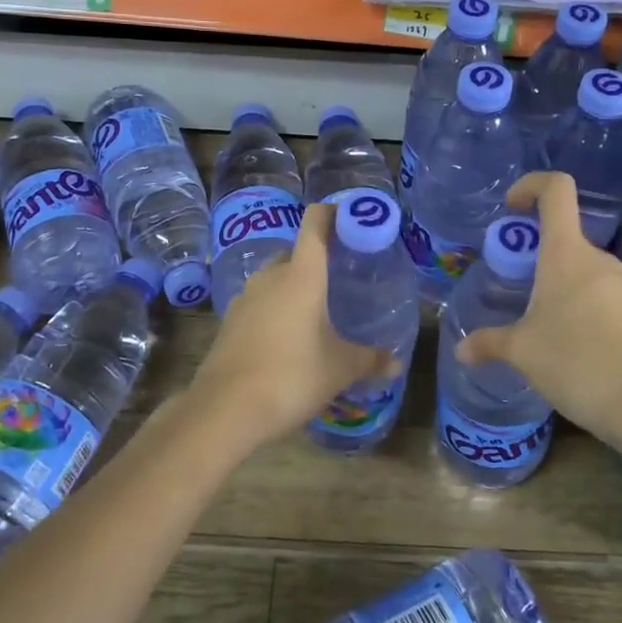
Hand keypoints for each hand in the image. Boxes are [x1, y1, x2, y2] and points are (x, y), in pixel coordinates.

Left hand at [183, 201, 395, 452]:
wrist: (226, 408)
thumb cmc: (292, 376)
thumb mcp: (340, 369)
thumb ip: (370, 360)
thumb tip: (395, 364)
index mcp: (302, 275)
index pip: (315, 223)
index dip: (333, 213)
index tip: (352, 220)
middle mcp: (271, 277)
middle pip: (296, 253)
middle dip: (318, 260)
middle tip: (342, 279)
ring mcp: (245, 298)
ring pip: (276, 280)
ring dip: (295, 288)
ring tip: (317, 312)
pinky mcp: (230, 322)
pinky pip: (260, 304)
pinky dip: (277, 310)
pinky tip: (289, 338)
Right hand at [453, 172, 621, 478]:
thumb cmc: (575, 362)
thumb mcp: (521, 352)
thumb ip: (488, 343)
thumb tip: (461, 351)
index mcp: (567, 254)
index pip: (556, 190)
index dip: (531, 185)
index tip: (511, 208)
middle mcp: (599, 261)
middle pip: (565, 237)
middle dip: (536, 256)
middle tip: (515, 288)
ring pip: (583, 272)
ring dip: (558, 288)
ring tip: (539, 328)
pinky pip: (602, 300)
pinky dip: (581, 312)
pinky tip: (571, 351)